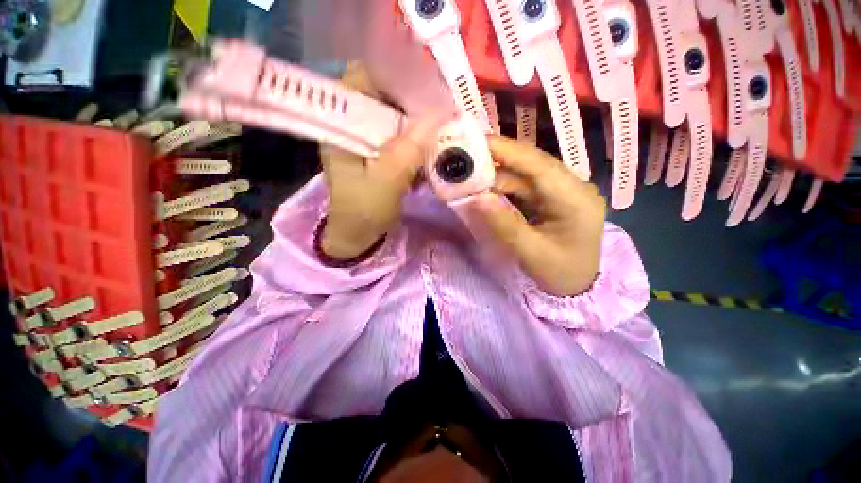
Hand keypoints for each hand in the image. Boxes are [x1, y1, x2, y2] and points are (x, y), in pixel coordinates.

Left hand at [319, 64, 441, 259]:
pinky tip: (428, 148)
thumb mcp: (386, 182)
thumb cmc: (363, 212)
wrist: (356, 236)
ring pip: (393, 118)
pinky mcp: (377, 154)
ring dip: (415, 123)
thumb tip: (438, 115)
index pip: (361, 79)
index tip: (423, 86)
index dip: (393, 76)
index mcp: (341, 126)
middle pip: (382, 97)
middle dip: (411, 102)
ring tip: (438, 128)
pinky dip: (414, 140)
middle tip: (438, 109)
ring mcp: (364, 141)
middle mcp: (350, 126)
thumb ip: (409, 150)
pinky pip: (398, 137)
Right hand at [473, 136, 605, 296]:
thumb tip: (477, 198)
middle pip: (531, 164)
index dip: (507, 151)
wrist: (579, 286)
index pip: (539, 165)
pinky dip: (503, 186)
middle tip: (466, 156)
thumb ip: (504, 225)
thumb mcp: (531, 254)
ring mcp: (562, 191)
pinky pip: (524, 186)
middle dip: (498, 159)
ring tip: (470, 174)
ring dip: (498, 174)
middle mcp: (573, 187)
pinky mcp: (552, 198)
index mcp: (576, 199)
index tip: (476, 143)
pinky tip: (486, 188)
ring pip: (525, 174)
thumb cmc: (561, 274)